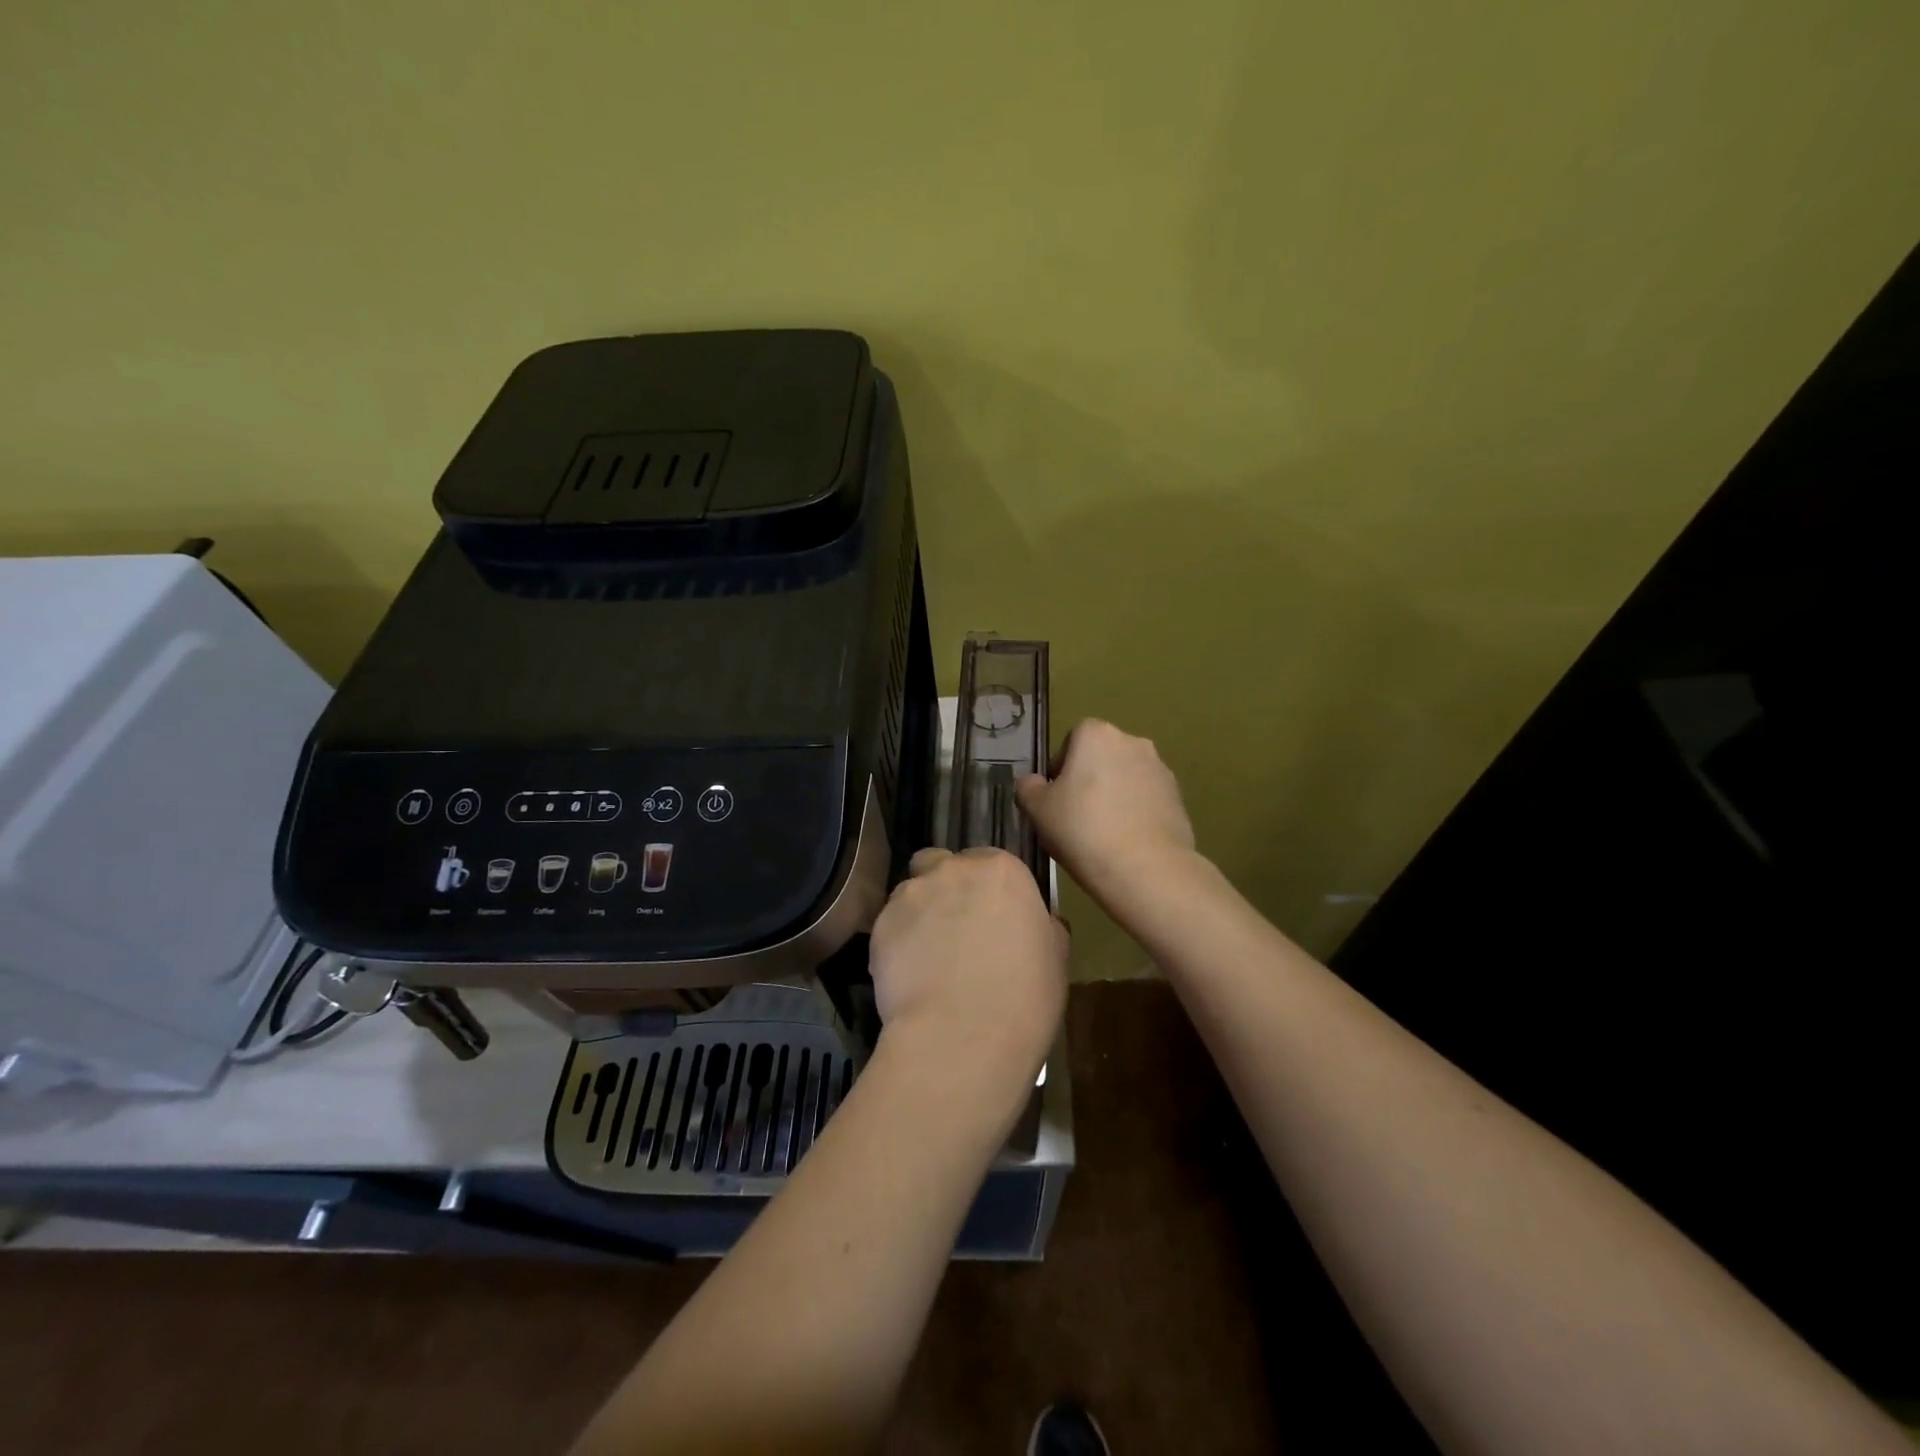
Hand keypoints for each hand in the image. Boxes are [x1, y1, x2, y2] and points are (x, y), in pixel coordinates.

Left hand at [869, 847, 1067, 1089]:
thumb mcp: (1055, 957)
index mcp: (1001, 871)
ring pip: (910, 893)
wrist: (962, 1037)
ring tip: (927, 958)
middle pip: (940, 865)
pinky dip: (897, 944)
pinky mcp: (880, 926)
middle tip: (955, 929)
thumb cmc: (1024, 997)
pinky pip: (889, 927)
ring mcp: (911, 895)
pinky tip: (909, 977)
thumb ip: (1042, 926)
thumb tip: (1037, 922)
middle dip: (945, 888)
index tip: (992, 918)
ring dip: (919, 914)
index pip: (989, 863)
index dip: (987, 891)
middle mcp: (952, 870)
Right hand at [1016, 718, 1195, 903]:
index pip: (1072, 739)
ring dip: (1114, 796)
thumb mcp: (1037, 810)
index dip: (1061, 768)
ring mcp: (1161, 769)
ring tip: (1102, 834)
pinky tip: (1126, 843)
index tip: (1056, 799)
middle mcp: (1133, 742)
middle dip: (1089, 780)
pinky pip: (1146, 800)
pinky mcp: (1179, 798)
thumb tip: (1034, 783)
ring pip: (1126, 778)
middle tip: (1076, 817)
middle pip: (1101, 757)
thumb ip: (1028, 788)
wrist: (1146, 869)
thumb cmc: (1083, 829)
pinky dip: (1135, 813)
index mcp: (1097, 734)